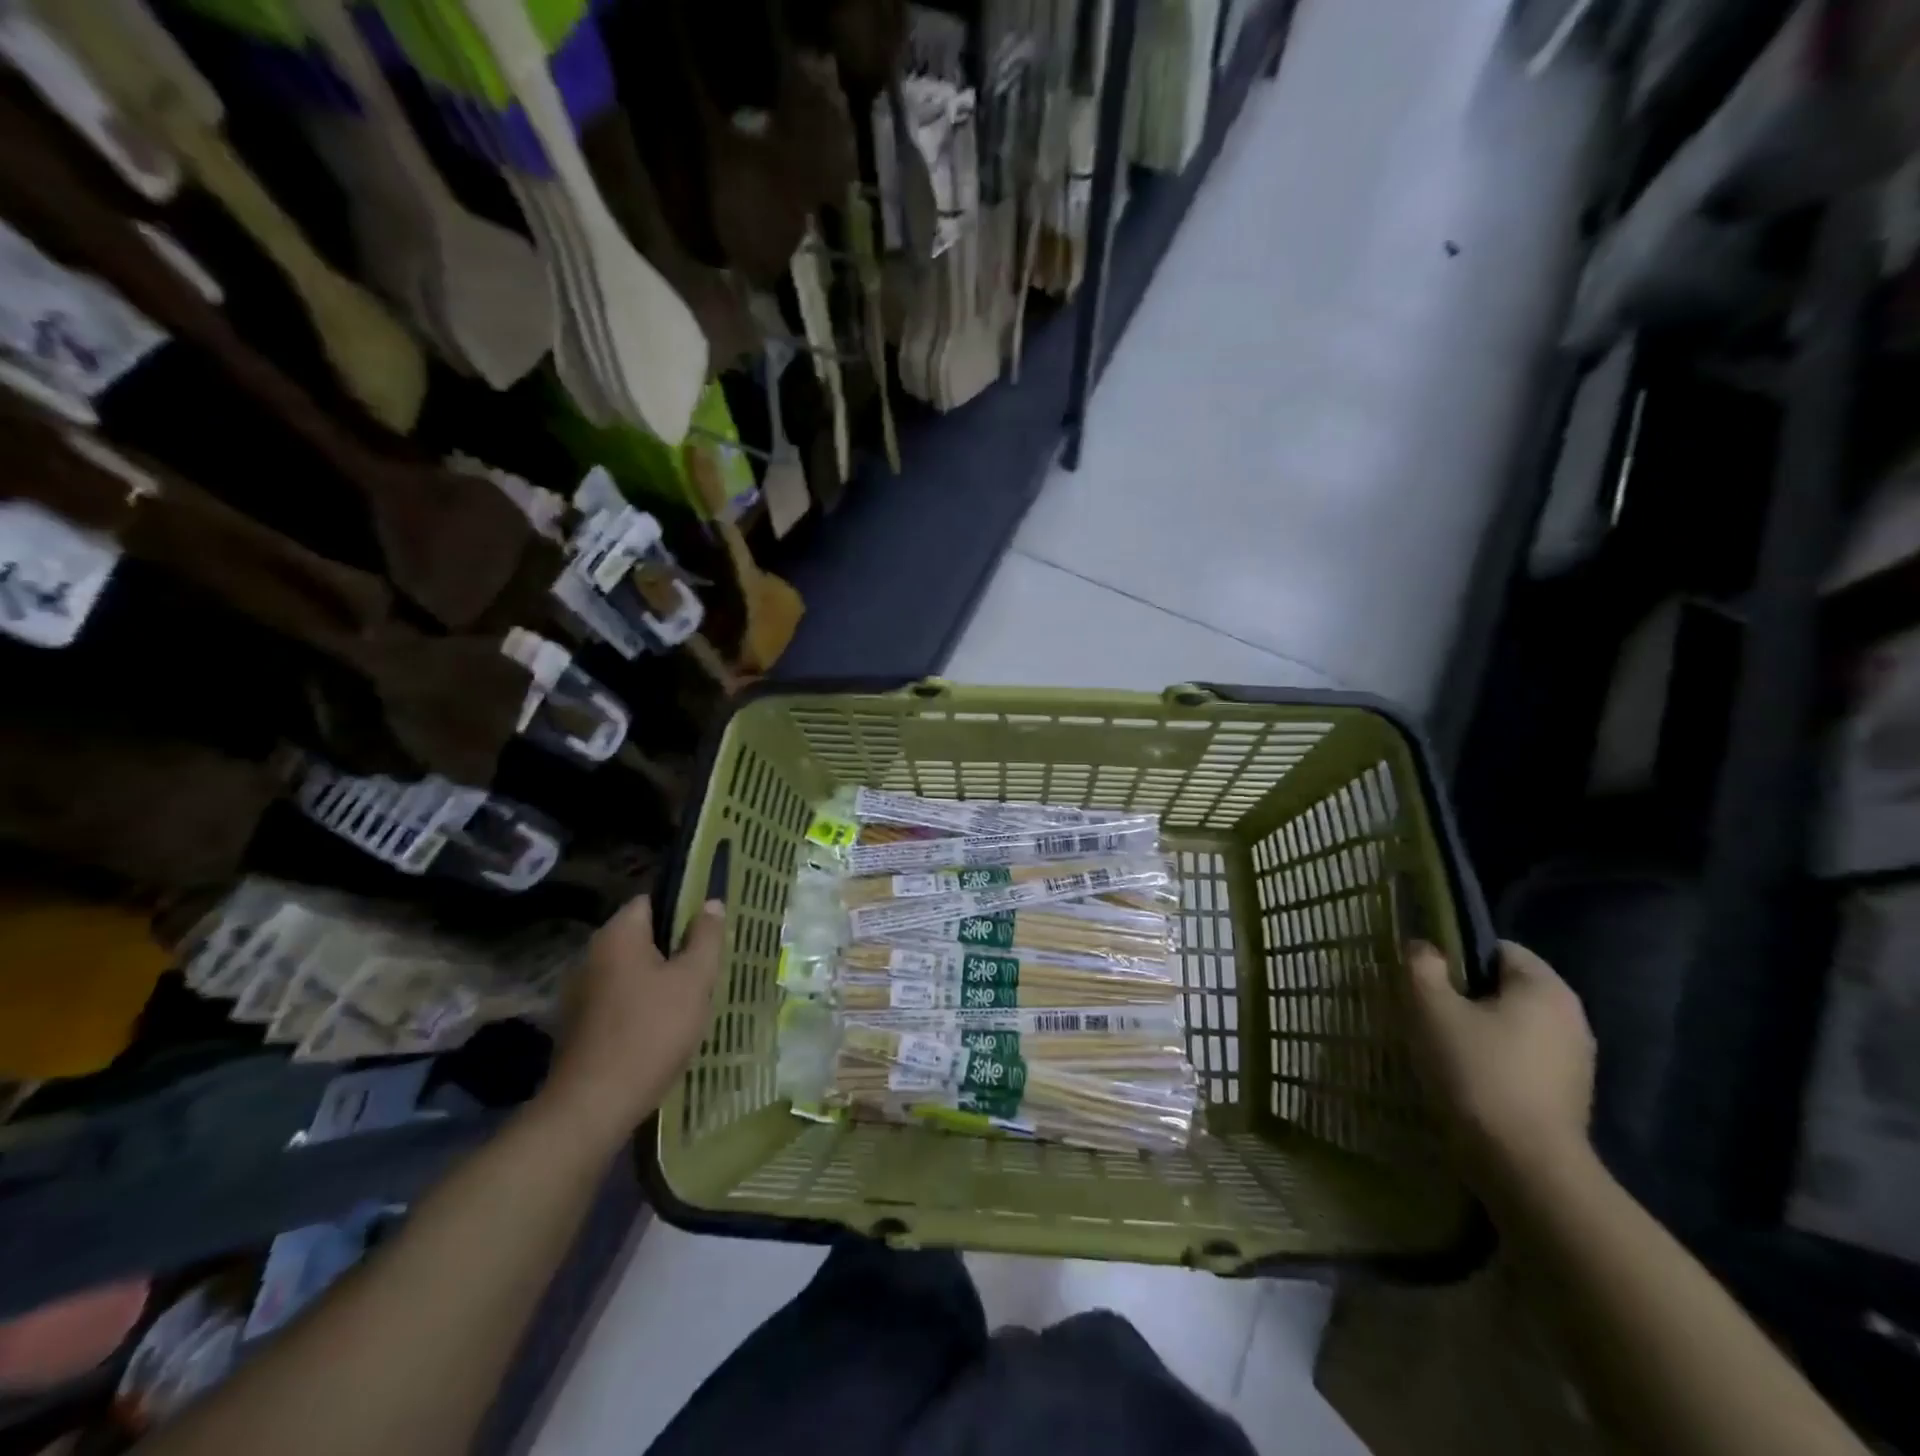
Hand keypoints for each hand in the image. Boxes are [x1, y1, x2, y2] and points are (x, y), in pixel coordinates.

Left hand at [541, 894, 726, 1147]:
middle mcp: (592, 954)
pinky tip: (662, 1027)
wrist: (594, 1105)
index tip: (709, 931)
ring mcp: (580, 991)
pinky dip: (640, 1004)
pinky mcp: (578, 1024)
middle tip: (706, 968)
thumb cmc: (651, 1031)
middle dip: (674, 948)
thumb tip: (711, 903)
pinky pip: (618, 999)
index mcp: (618, 935)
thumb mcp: (694, 980)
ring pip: (630, 970)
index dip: (683, 909)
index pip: (651, 901)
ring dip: (658, 979)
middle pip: (641, 937)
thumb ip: (706, 938)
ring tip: (690, 999)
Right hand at [1403, 939, 1595, 1194]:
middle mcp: (1571, 1017)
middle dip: (1463, 994)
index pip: (1496, 948)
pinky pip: (1521, 1058)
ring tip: (1437, 1046)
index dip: (1455, 954)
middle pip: (1504, 987)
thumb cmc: (1476, 1071)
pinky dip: (1493, 1060)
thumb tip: (1424, 948)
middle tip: (1423, 1010)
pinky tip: (1464, 1078)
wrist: (1525, 1166)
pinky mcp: (1567, 1095)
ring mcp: (1575, 1060)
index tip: (1423, 978)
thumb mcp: (1430, 1008)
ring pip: (1512, 1025)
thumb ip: (1422, 966)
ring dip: (1476, 1029)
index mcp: (1544, 987)